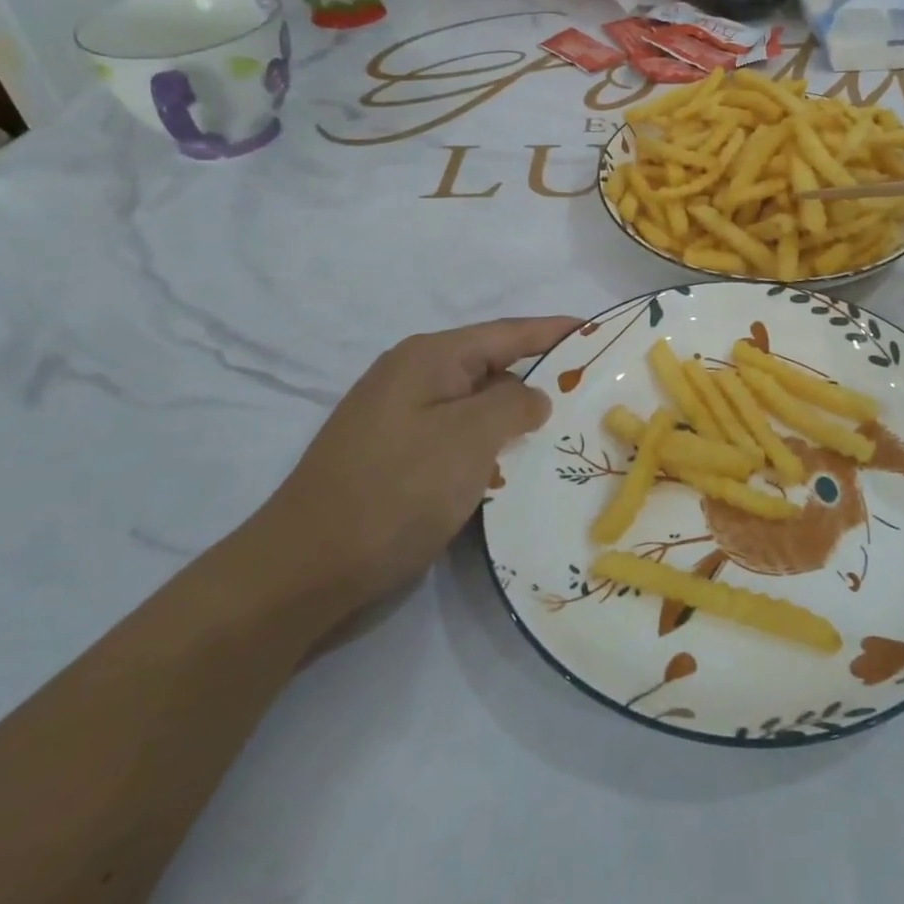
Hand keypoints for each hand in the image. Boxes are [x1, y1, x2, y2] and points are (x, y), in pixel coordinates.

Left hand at [255, 316, 579, 605]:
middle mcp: (415, 380)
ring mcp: (403, 422)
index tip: (600, 332)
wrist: (303, 572)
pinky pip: (460, 441)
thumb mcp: (467, 438)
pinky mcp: (399, 461)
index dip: (556, 331)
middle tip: (596, 395)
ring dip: (518, 421)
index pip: (508, 332)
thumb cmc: (394, 492)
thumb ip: (513, 405)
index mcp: (429, 359)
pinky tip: (520, 470)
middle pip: (494, 368)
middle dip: (543, 380)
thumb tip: (534, 396)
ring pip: (478, 408)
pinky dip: (492, 450)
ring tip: (570, 434)